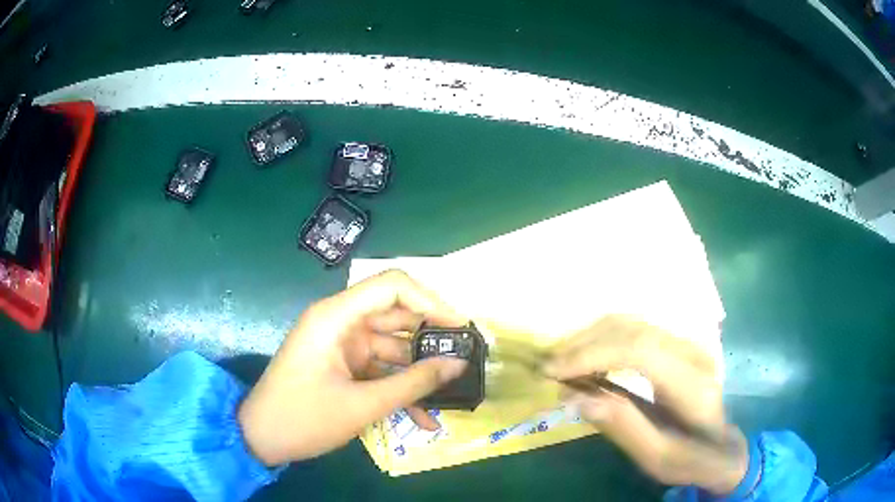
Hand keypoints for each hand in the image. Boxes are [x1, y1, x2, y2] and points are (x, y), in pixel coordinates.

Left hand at [238, 270, 468, 465]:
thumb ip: (413, 384)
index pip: (392, 286)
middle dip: (431, 339)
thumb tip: (458, 365)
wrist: (261, 439)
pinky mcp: (344, 366)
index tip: (460, 327)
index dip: (430, 300)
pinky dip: (400, 387)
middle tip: (465, 360)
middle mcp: (341, 322)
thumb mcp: (363, 405)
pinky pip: (380, 369)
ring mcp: (342, 345)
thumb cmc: (303, 418)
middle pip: (396, 316)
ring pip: (393, 347)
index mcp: (337, 316)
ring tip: (452, 392)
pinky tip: (424, 416)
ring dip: (419, 371)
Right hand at [544, 315, 748, 494]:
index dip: (592, 355)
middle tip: (549, 369)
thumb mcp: (658, 459)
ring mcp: (687, 343)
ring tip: (562, 363)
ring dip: (591, 337)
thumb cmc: (691, 458)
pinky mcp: (678, 343)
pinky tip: (587, 358)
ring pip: (631, 321)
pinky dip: (604, 338)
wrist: (721, 446)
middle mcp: (693, 352)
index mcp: (693, 385)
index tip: (553, 373)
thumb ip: (623, 428)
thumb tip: (575, 398)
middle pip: (632, 328)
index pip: (640, 351)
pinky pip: (635, 328)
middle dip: (584, 344)